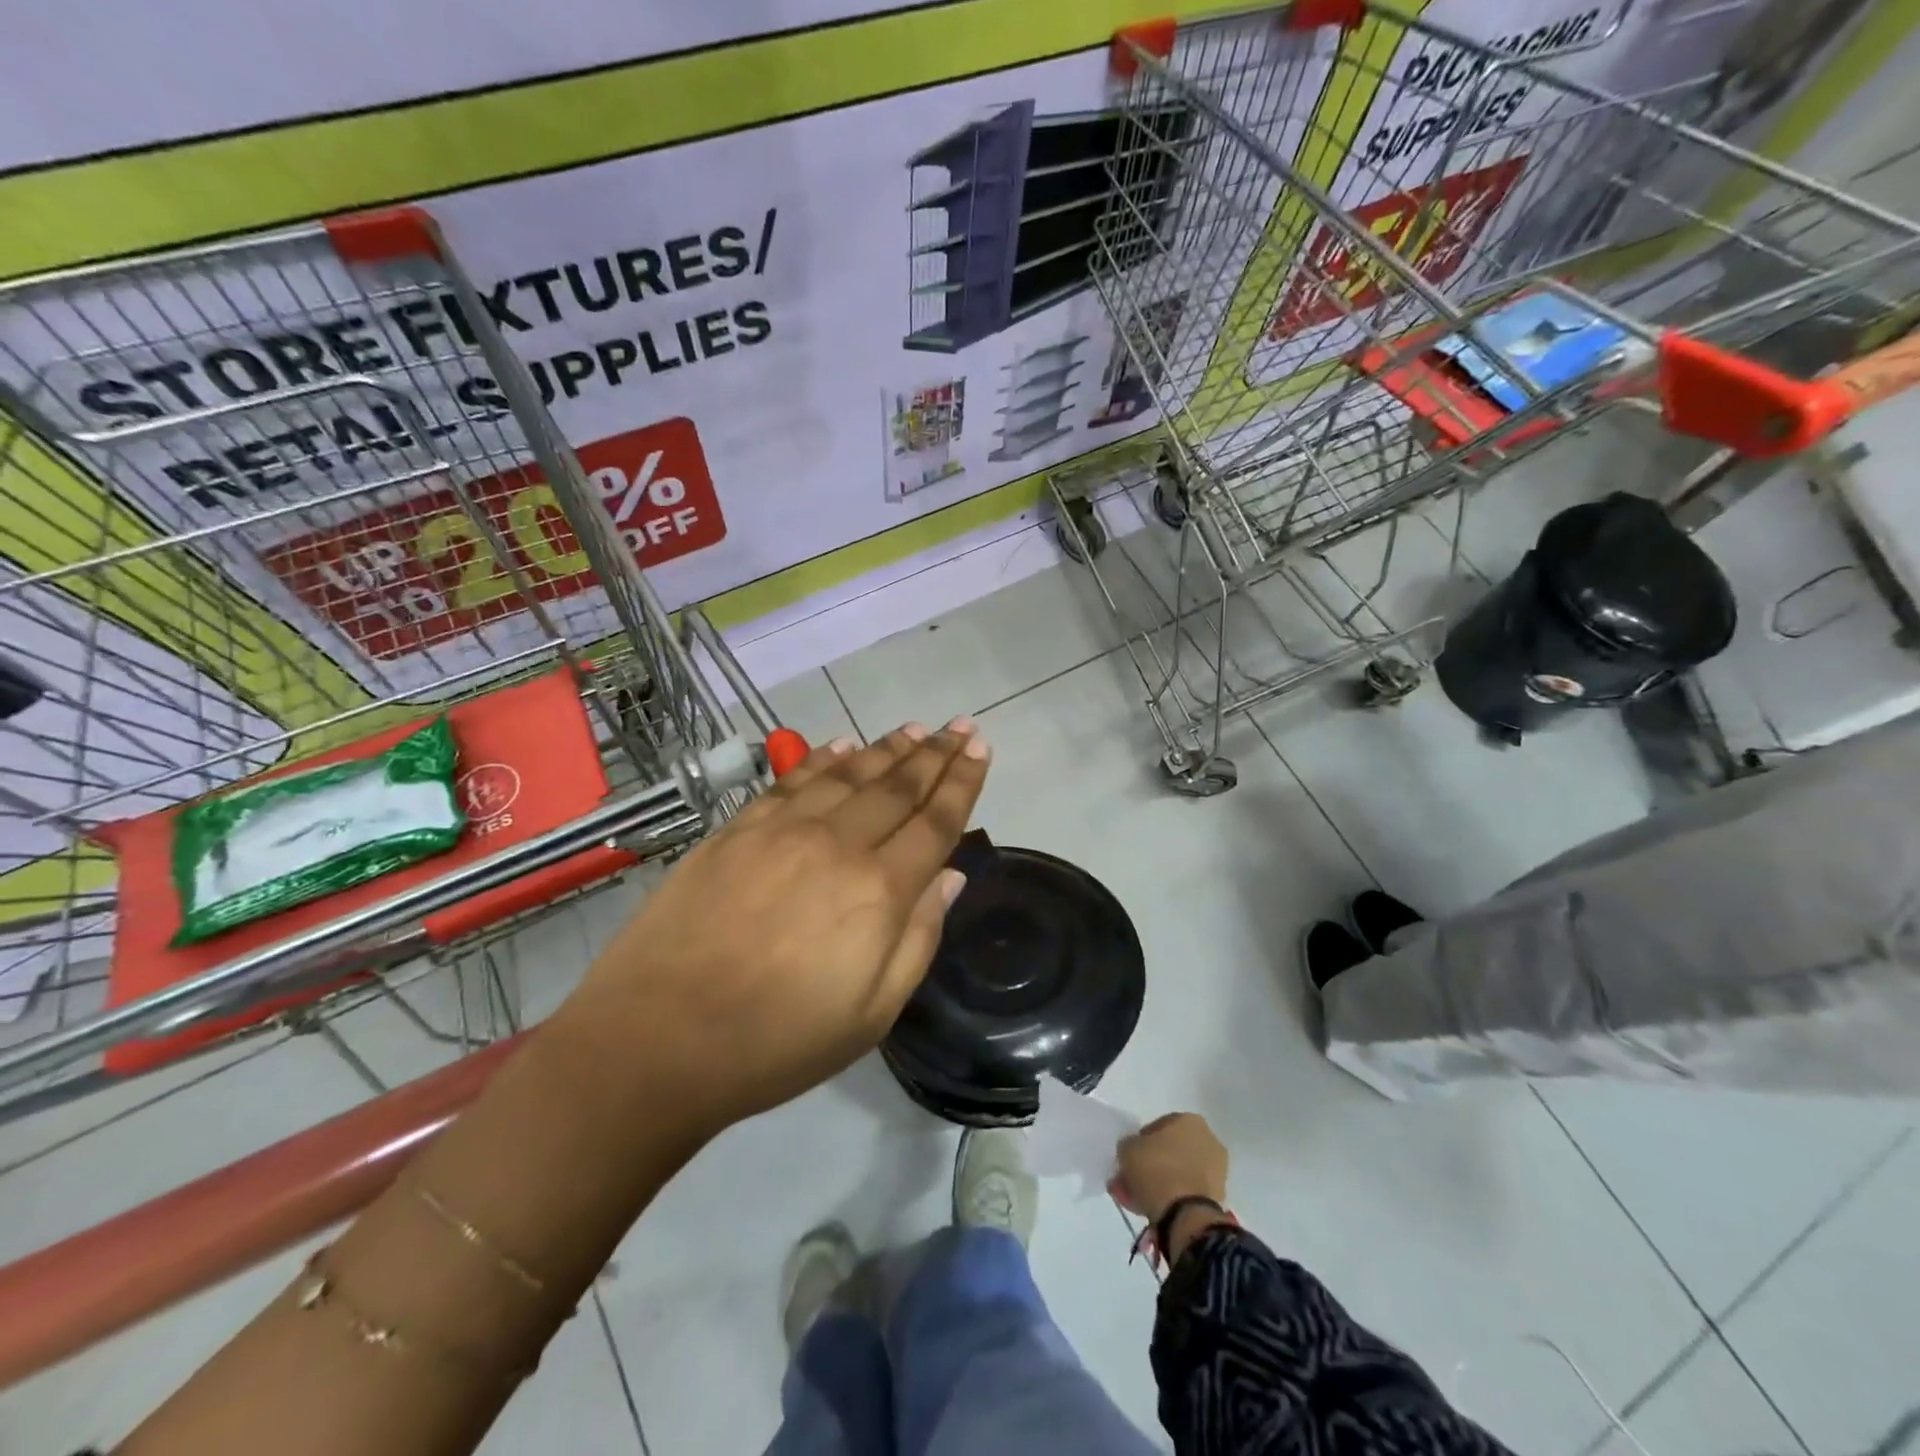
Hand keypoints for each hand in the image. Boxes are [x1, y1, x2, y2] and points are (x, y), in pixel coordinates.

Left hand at [559, 721, 989, 1135]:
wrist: (656, 1041)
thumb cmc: (776, 1043)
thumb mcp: (872, 1014)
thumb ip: (919, 937)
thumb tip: (950, 875)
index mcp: (878, 892)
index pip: (935, 823)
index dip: (962, 783)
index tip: (981, 749)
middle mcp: (836, 845)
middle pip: (897, 788)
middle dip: (935, 755)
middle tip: (960, 726)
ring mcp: (782, 831)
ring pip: (849, 774)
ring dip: (887, 749)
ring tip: (915, 729)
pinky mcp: (737, 830)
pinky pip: (792, 780)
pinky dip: (823, 758)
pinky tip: (844, 744)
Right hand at [1114, 1113, 1228, 1222]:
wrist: (1186, 1216)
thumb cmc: (1157, 1170)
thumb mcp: (1128, 1149)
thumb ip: (1129, 1145)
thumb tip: (1133, 1151)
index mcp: (1189, 1120)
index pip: (1158, 1126)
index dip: (1141, 1142)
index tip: (1130, 1158)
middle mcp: (1208, 1139)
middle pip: (1171, 1150)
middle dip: (1151, 1163)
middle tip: (1133, 1179)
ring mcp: (1216, 1170)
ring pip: (1179, 1172)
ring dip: (1161, 1182)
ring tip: (1139, 1198)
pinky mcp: (1218, 1197)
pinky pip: (1188, 1191)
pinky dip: (1173, 1197)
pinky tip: (1154, 1208)